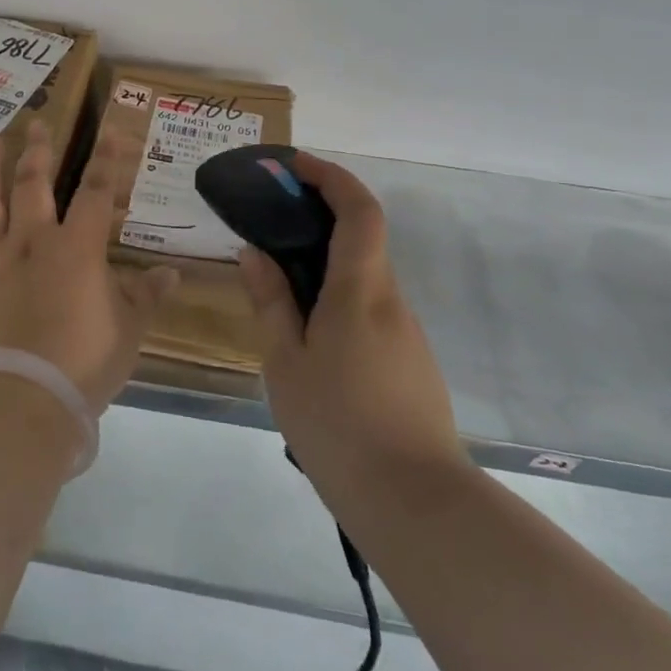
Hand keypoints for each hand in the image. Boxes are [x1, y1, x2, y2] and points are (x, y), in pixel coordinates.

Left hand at [0, 122, 178, 413]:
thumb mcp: (128, 330)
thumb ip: (147, 295)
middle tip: (37, 122)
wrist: (23, 400)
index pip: (96, 191)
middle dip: (38, 150)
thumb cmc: (84, 364)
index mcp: (76, 249)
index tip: (108, 128)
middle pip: (34, 184)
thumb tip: (172, 273)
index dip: (106, 158)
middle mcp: (31, 242)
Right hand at [238, 152, 466, 486]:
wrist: (416, 504)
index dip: (331, 177)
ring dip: (326, 263)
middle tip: (271, 222)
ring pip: (364, 278)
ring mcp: (407, 333)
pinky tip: (310, 336)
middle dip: (320, 216)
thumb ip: (271, 302)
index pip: (359, 211)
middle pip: (363, 239)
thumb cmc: (338, 427)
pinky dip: (339, 297)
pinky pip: (371, 310)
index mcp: (360, 292)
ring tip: (279, 286)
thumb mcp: (286, 364)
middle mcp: (390, 301)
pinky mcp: (411, 362)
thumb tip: (255, 252)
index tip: (294, 165)